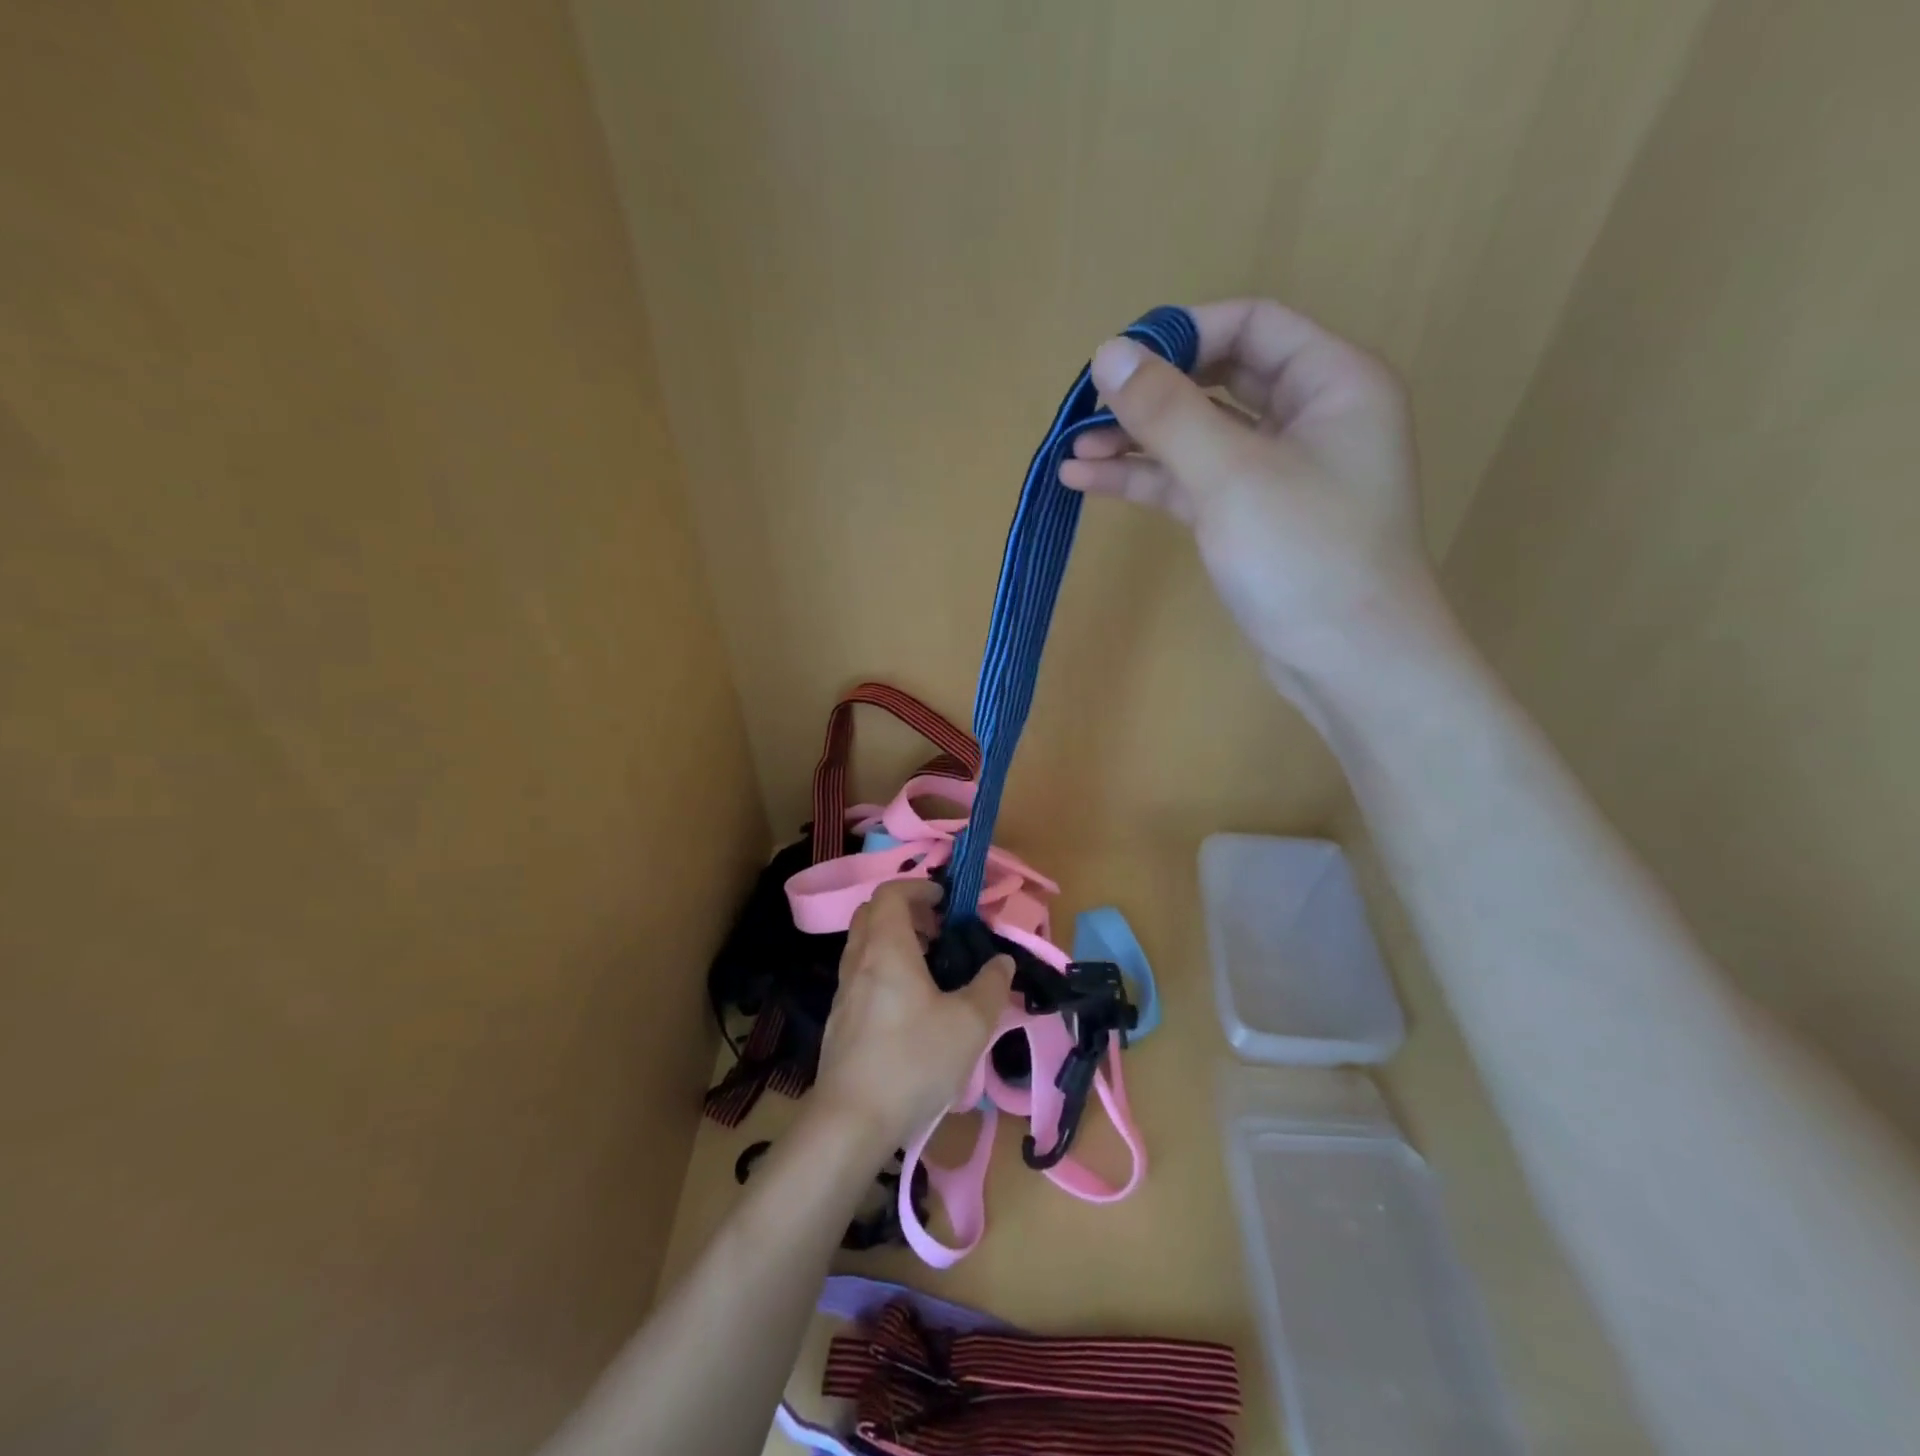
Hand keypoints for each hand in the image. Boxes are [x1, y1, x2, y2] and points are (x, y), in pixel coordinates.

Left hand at [811, 880, 1014, 1150]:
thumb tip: (1002, 962)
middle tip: (940, 932)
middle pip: (872, 913)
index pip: (891, 893)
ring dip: (894, 941)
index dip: (919, 887)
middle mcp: (859, 961)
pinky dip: (884, 969)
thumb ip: (991, 986)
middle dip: (906, 911)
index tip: (946, 901)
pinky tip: (910, 1006)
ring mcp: (843, 991)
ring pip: (864, 945)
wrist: (850, 1121)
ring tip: (930, 968)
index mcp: (886, 948)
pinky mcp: (838, 1020)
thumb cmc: (913, 1061)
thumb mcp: (969, 1024)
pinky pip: (860, 974)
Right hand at [1060, 298, 1448, 694]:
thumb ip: (1168, 411)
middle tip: (1086, 409)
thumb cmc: (1305, 555)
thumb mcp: (1231, 474)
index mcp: (1333, 382)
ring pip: (1199, 437)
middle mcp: (1310, 417)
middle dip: (1151, 394)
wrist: (1348, 663)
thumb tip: (1108, 352)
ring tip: (1072, 452)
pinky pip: (1194, 483)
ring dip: (1137, 442)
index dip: (1182, 334)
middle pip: (1219, 379)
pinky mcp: (1251, 520)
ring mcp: (1278, 473)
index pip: (1252, 324)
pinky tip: (1089, 482)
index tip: (1118, 361)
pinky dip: (1148, 481)